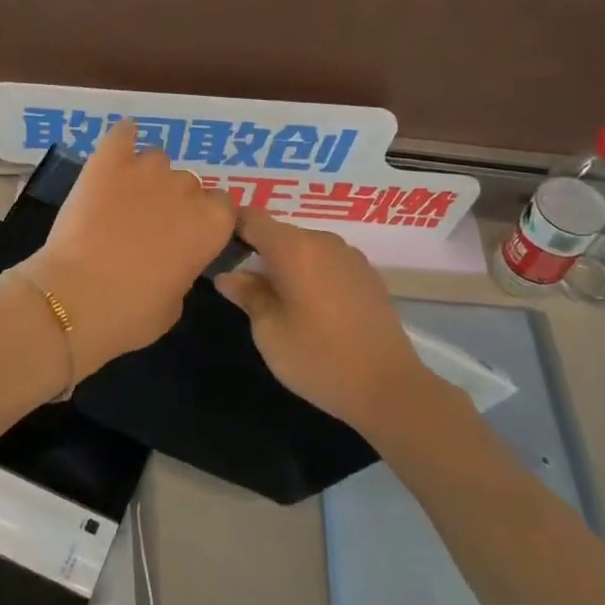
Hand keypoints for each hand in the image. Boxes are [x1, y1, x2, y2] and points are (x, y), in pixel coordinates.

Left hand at [19, 121, 236, 379]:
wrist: (75, 300)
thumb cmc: (131, 314)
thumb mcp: (175, 304)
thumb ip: (184, 271)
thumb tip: (172, 259)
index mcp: (212, 225)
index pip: (222, 208)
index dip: (203, 222)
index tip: (186, 238)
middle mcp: (187, 189)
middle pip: (189, 185)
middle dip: (173, 202)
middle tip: (149, 227)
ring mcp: (147, 170)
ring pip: (157, 160)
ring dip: (147, 177)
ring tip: (124, 199)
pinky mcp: (108, 161)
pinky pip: (123, 134)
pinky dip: (123, 139)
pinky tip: (118, 147)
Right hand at [214, 210, 427, 432]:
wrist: (388, 386)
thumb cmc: (318, 358)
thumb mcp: (269, 331)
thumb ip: (246, 294)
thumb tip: (228, 275)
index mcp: (294, 248)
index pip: (252, 218)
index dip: (230, 227)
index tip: (216, 250)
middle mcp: (323, 241)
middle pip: (279, 233)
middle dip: (257, 251)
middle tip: (242, 287)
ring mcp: (350, 256)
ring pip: (305, 248)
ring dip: (286, 265)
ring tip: (277, 301)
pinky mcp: (368, 275)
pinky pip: (327, 262)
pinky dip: (311, 274)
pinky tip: (311, 308)